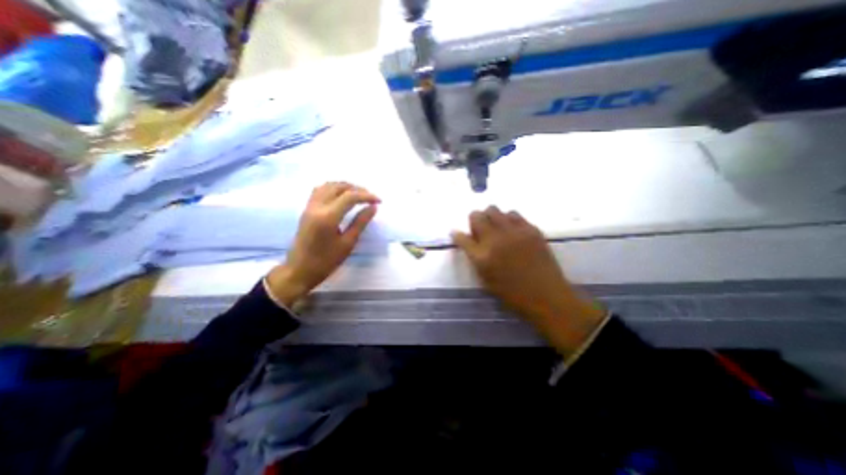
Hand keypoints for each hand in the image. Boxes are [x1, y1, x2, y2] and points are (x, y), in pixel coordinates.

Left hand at [267, 183, 380, 308]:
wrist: (299, 270)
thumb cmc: (326, 261)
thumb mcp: (348, 243)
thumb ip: (361, 222)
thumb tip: (373, 207)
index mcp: (328, 217)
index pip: (350, 197)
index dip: (367, 196)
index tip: (379, 201)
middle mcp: (317, 207)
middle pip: (339, 187)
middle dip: (357, 189)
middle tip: (370, 197)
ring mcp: (309, 207)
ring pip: (328, 185)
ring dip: (345, 186)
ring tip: (358, 195)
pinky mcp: (306, 209)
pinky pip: (320, 190)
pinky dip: (334, 188)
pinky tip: (341, 196)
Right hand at [452, 207, 603, 356]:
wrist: (546, 295)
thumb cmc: (512, 293)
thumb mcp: (486, 279)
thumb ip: (475, 258)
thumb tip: (467, 241)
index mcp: (482, 257)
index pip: (462, 238)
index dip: (457, 234)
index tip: (457, 233)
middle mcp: (495, 240)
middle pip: (477, 215)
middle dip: (474, 220)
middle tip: (480, 230)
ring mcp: (514, 232)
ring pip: (495, 210)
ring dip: (491, 217)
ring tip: (497, 229)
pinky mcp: (530, 229)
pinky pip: (514, 214)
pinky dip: (508, 219)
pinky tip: (512, 230)